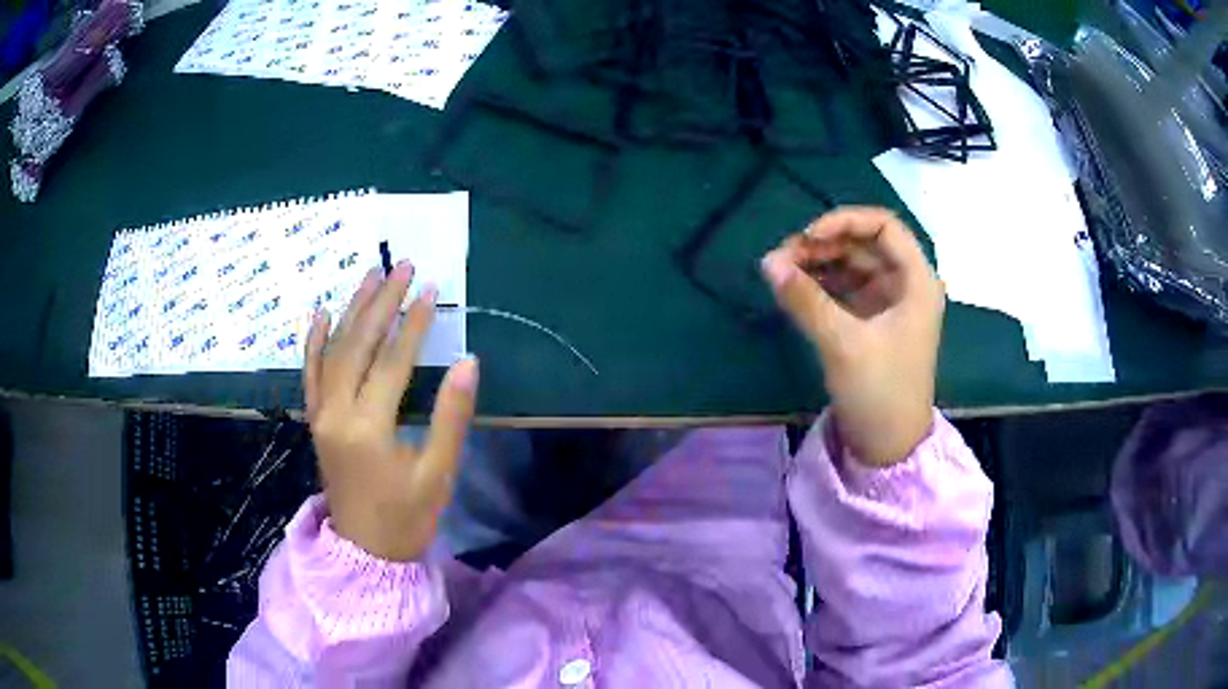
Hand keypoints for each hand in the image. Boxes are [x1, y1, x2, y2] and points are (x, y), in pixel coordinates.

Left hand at [303, 261, 478, 560]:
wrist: (365, 550)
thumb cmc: (407, 516)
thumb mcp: (438, 473)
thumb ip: (451, 417)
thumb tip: (468, 362)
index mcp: (369, 427)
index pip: (393, 362)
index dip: (413, 324)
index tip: (428, 289)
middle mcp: (337, 412)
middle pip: (358, 345)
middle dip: (381, 303)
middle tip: (400, 266)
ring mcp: (321, 414)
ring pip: (333, 352)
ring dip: (352, 311)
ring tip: (369, 275)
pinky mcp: (315, 420)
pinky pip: (310, 374)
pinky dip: (315, 342)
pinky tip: (322, 314)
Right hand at [761, 207, 943, 466]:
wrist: (889, 445)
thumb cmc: (879, 391)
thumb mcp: (843, 343)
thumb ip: (805, 300)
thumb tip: (768, 263)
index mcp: (916, 281)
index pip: (883, 226)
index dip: (845, 221)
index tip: (808, 237)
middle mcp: (906, 283)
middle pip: (864, 243)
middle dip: (824, 244)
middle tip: (783, 257)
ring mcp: (889, 302)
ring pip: (852, 264)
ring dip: (818, 262)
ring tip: (781, 272)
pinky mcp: (872, 320)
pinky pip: (845, 287)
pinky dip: (821, 283)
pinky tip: (795, 288)